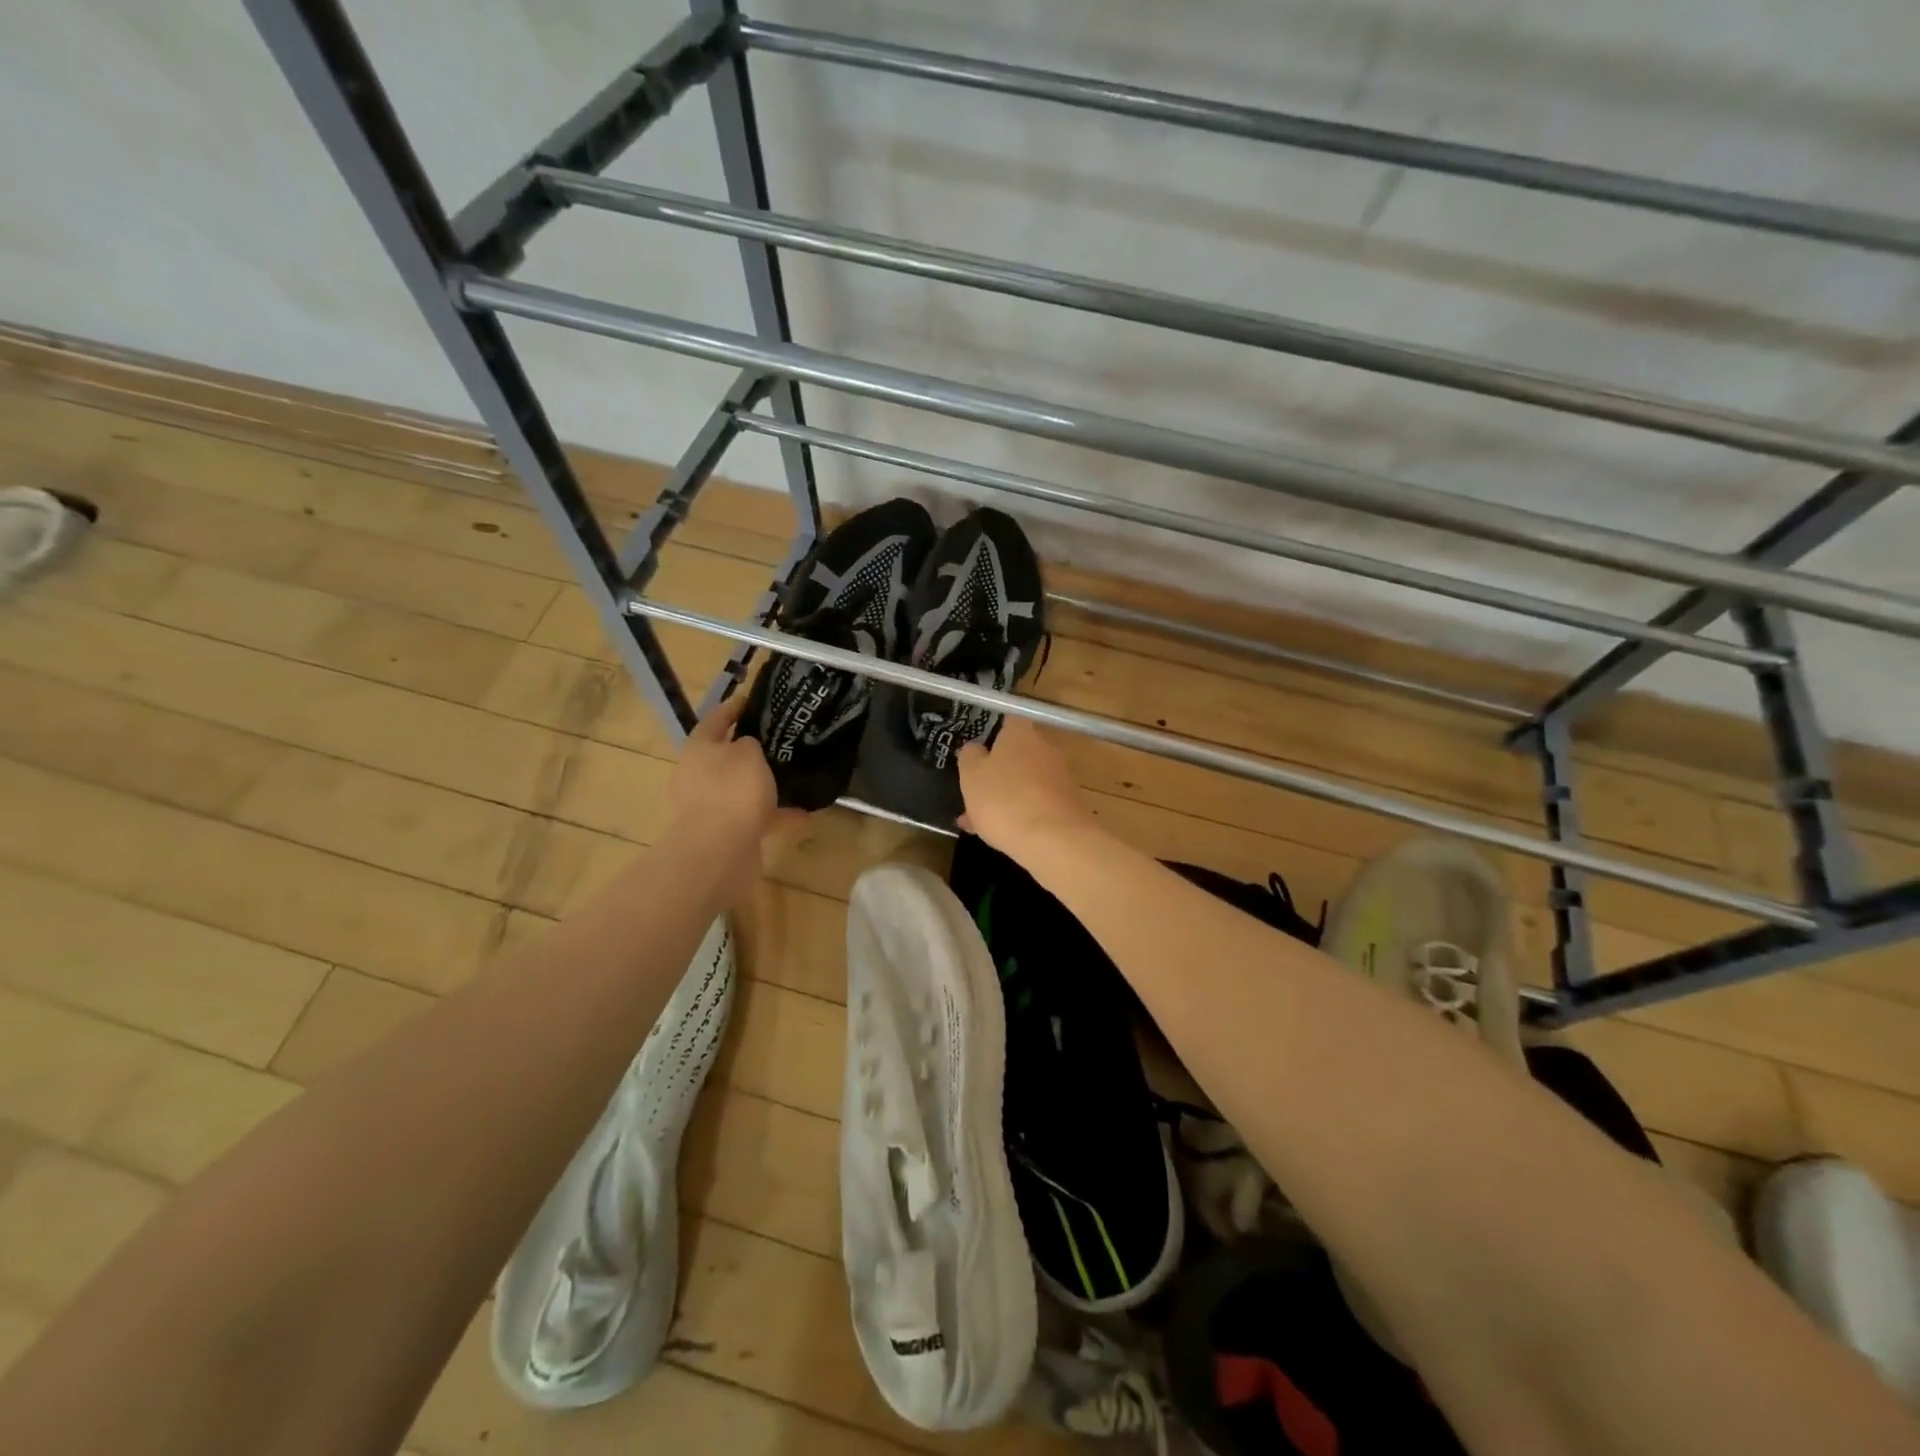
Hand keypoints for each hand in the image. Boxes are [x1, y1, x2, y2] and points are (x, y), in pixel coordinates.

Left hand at [666, 696, 803, 895]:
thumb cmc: (732, 792)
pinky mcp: (724, 834)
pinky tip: (803, 814)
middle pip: (724, 757)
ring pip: (740, 789)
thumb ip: (750, 744)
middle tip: (778, 740)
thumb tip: (748, 745)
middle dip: (749, 751)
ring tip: (794, 778)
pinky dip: (776, 815)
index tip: (752, 700)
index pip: (714, 720)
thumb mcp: (748, 754)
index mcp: (698, 750)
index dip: (732, 708)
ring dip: (763, 786)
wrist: (718, 853)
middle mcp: (697, 776)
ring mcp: (709, 808)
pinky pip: (754, 818)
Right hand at [957, 718, 1093, 857]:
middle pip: (1017, 754)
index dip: (992, 732)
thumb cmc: (1004, 799)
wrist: (1054, 840)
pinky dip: (1019, 815)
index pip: (1008, 721)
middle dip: (996, 771)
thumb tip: (975, 748)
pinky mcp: (1067, 805)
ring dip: (1004, 797)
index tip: (978, 749)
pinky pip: (1035, 804)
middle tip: (973, 790)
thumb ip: (970, 756)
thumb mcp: (971, 775)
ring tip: (976, 821)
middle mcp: (1044, 749)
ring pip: (1023, 783)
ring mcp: (1059, 778)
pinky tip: (998, 835)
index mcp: (1021, 734)